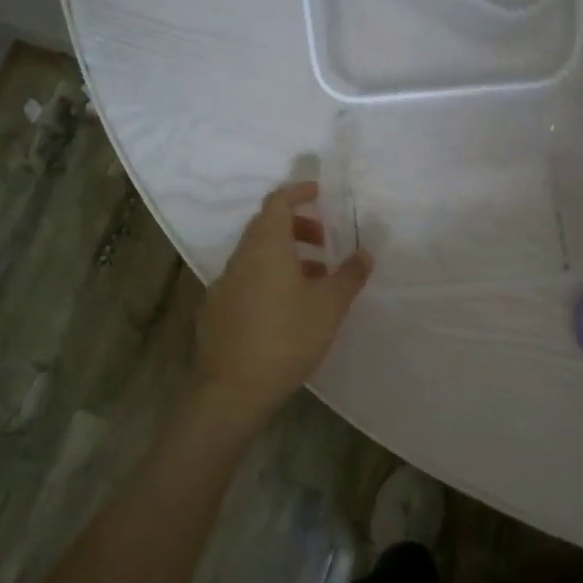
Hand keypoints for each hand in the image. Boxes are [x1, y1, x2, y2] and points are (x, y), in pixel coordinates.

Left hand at [196, 182, 371, 422]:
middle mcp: (240, 258)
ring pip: (256, 256)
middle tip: (325, 243)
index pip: (277, 202)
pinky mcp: (217, 311)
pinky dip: (269, 278)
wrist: (233, 389)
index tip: (320, 194)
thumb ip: (349, 275)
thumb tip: (365, 253)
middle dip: (297, 227)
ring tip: (315, 280)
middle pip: (266, 227)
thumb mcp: (329, 306)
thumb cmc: (287, 337)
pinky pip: (247, 280)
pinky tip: (287, 308)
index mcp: (266, 247)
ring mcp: (224, 285)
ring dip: (285, 256)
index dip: (298, 193)